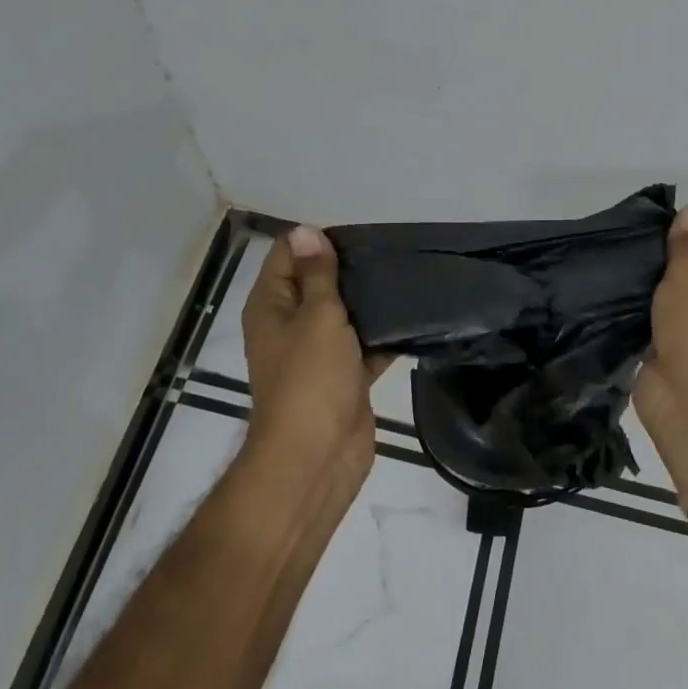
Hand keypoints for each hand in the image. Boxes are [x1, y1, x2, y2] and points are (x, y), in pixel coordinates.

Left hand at [242, 227, 389, 485]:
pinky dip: (384, 334)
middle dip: (350, 267)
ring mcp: (317, 351)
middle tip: (390, 250)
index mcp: (272, 305)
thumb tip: (305, 230)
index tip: (358, 233)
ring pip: (344, 313)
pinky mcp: (344, 375)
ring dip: (369, 300)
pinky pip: (365, 344)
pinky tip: (414, 315)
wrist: (317, 458)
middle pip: (318, 281)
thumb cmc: (310, 379)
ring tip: (405, 275)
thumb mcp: (316, 315)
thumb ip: (317, 274)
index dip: (318, 240)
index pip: (288, 254)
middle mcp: (290, 323)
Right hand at [635, 207, 687, 488]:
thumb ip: (686, 242)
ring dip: (642, 281)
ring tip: (610, 263)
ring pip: (665, 290)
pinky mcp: (666, 345)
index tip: (651, 226)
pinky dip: (632, 308)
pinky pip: (648, 316)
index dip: (687, 226)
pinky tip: (606, 293)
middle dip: (659, 252)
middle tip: (624, 241)